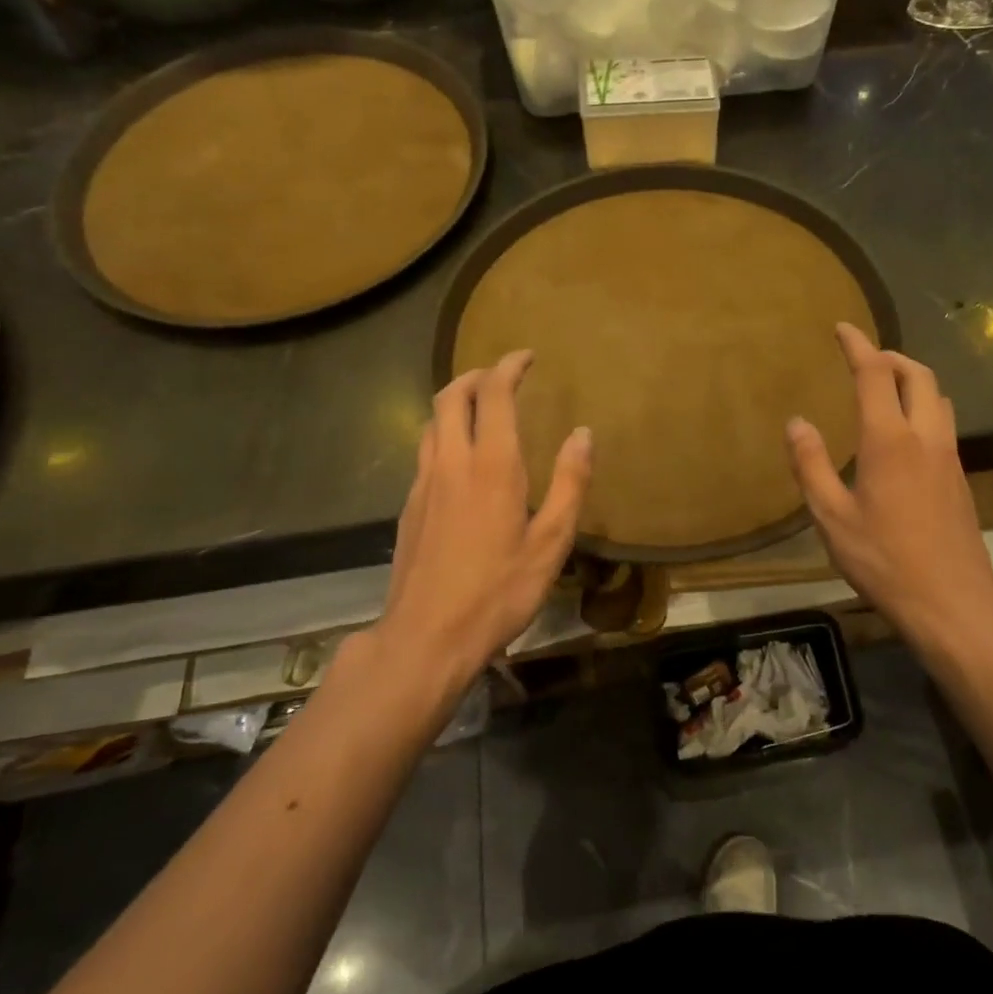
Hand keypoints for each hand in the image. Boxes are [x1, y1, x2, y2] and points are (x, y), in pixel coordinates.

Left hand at [371, 351, 591, 684]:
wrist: (426, 637)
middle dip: (475, 375)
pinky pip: (425, 451)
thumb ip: (570, 483)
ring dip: (454, 402)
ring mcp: (423, 484)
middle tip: (501, 375)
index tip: (526, 356)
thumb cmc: (498, 591)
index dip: (508, 367)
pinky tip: (460, 460)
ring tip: (480, 409)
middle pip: (450, 397)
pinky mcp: (408, 507)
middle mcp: (451, 463)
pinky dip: (444, 434)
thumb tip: (584, 434)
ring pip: (431, 423)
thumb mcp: (551, 542)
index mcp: (491, 466)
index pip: (493, 395)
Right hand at [786, 324, 992, 653]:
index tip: (842, 328)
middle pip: (918, 374)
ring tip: (886, 389)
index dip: (858, 345)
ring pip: (937, 397)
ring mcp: (949, 456)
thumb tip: (797, 422)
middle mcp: (925, 437)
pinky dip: (923, 406)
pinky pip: (943, 423)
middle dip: (891, 356)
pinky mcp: (960, 477)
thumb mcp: (832, 517)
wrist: (952, 601)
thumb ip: (811, 465)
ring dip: (913, 379)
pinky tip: (905, 434)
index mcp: (889, 440)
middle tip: (865, 358)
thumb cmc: (884, 560)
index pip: (875, 374)